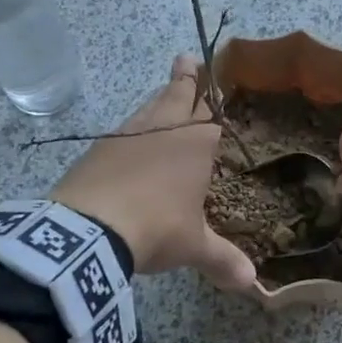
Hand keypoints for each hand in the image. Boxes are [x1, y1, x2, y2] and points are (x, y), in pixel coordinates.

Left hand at [52, 55, 256, 290]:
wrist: (89, 228)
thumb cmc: (156, 228)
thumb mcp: (192, 247)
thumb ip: (222, 260)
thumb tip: (252, 284)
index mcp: (196, 145)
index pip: (211, 114)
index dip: (213, 101)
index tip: (215, 85)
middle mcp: (164, 129)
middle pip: (178, 95)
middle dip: (186, 78)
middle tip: (186, 58)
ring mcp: (128, 134)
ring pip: (149, 107)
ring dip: (159, 98)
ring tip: (164, 91)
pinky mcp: (98, 147)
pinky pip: (124, 128)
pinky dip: (134, 127)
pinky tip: (130, 137)